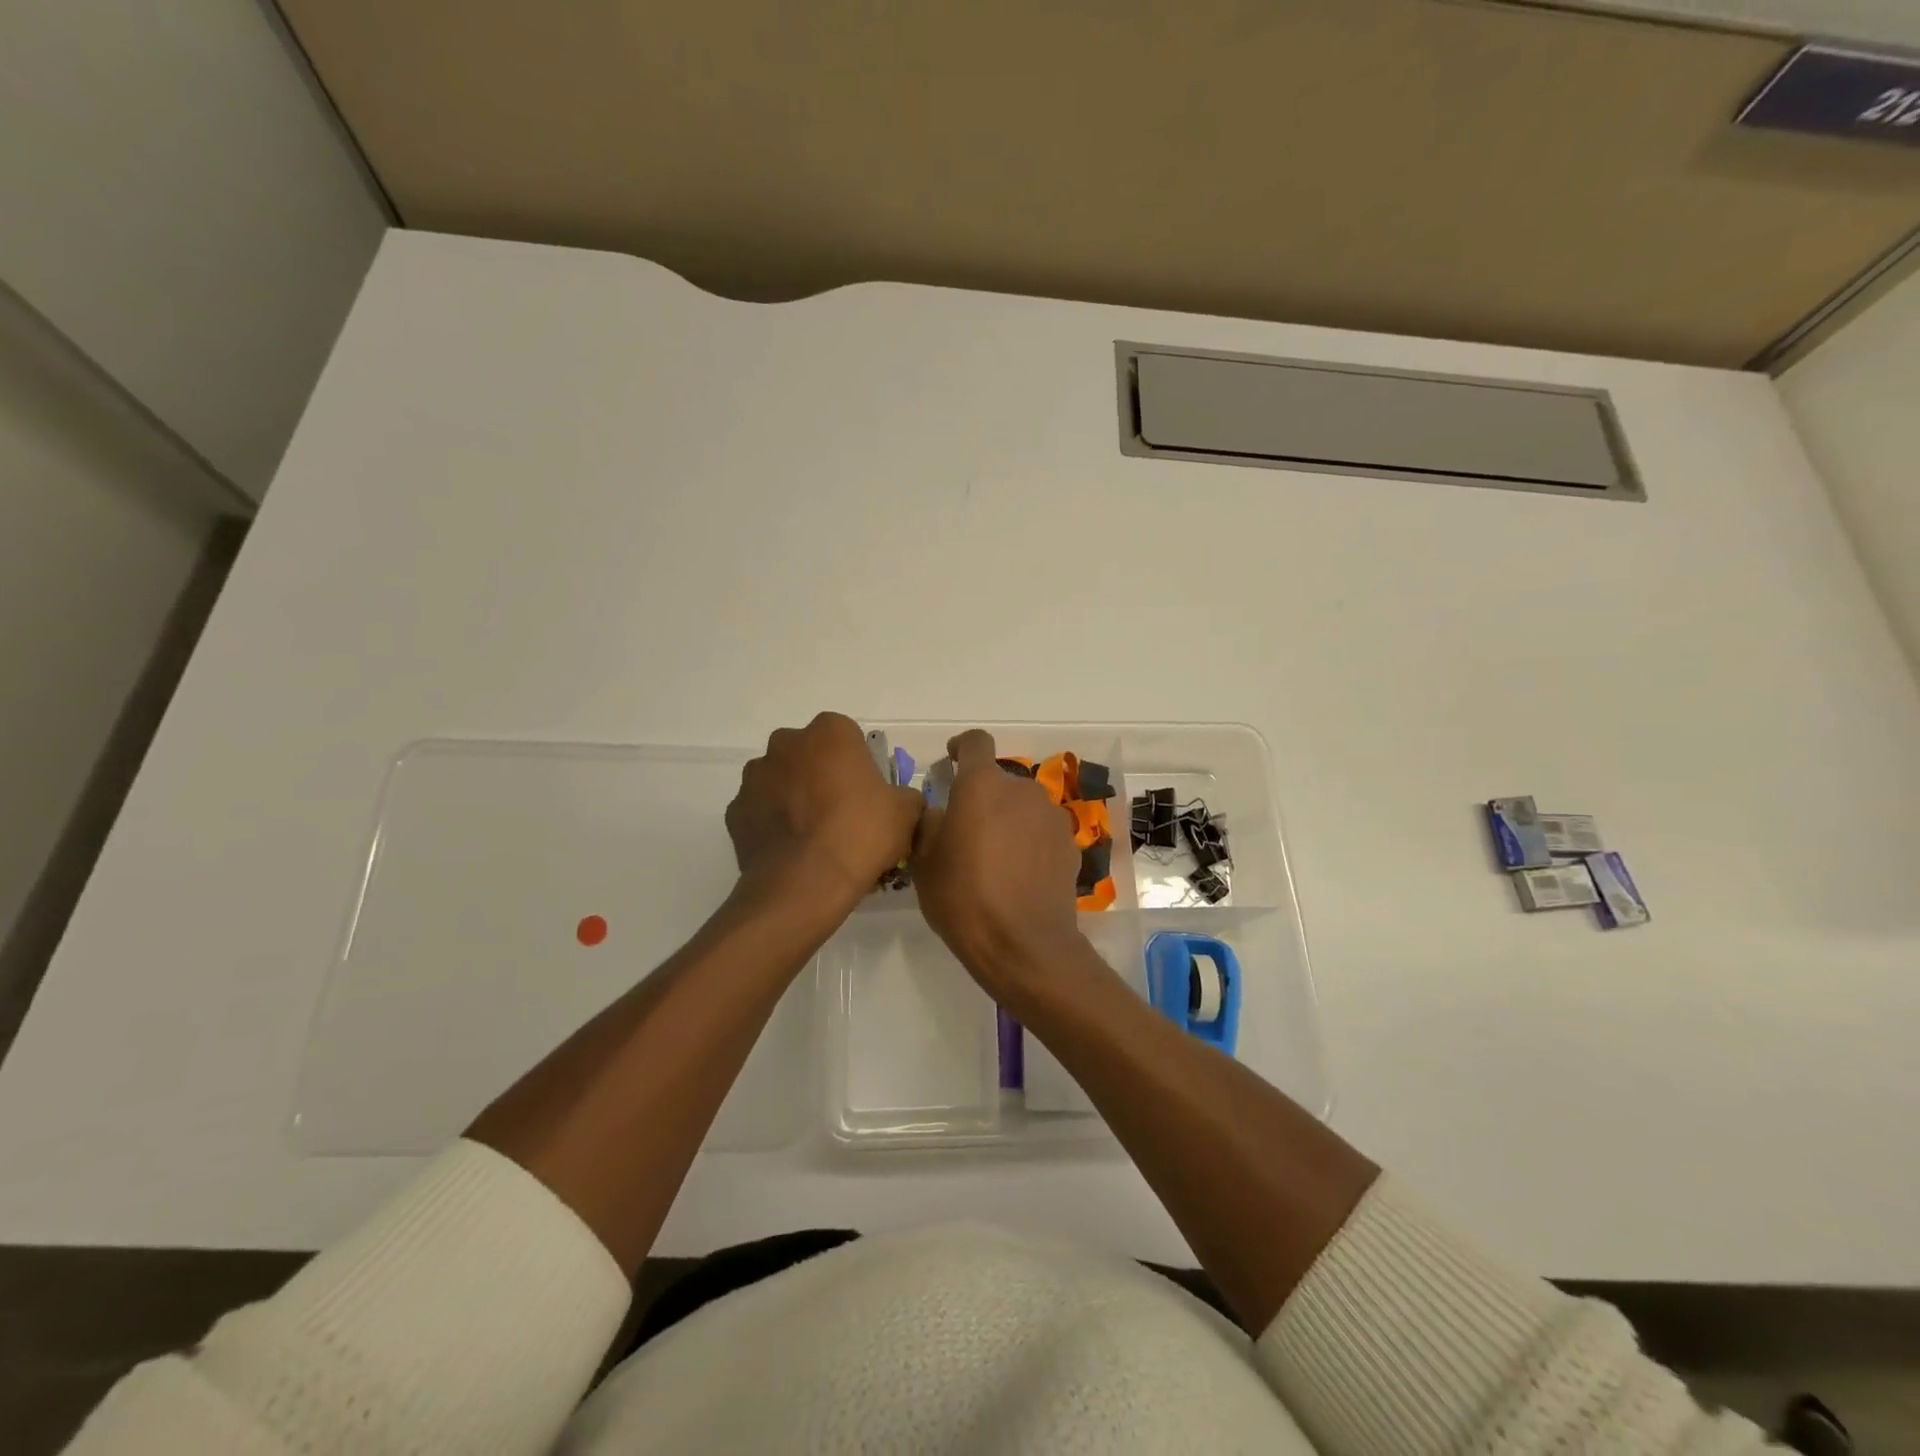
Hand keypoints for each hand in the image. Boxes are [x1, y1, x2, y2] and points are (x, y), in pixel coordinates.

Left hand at [725, 713, 922, 906]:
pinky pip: (760, 811)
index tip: (868, 793)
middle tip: (842, 813)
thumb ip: (905, 796)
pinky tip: (792, 851)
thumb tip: (899, 801)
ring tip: (815, 837)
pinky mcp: (735, 811)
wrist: (804, 884)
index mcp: (829, 732)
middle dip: (822, 775)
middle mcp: (786, 743)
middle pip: (810, 754)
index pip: (847, 736)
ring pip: (781, 780)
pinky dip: (773, 824)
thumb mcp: (906, 813)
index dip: (859, 764)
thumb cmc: (860, 834)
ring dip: (795, 798)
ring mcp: (755, 777)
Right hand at [912, 729, 1083, 991]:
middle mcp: (1022, 790)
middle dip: (982, 796)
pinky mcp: (1070, 844)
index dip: (961, 746)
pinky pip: (1042, 831)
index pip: (976, 742)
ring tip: (993, 856)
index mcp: (982, 786)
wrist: (1024, 945)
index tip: (951, 760)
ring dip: (1008, 819)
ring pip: (1023, 806)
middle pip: (999, 780)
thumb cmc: (964, 899)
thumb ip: (930, 824)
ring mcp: (1051, 817)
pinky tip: (1018, 873)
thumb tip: (940, 812)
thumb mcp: (925, 863)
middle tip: (965, 829)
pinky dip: (1029, 841)